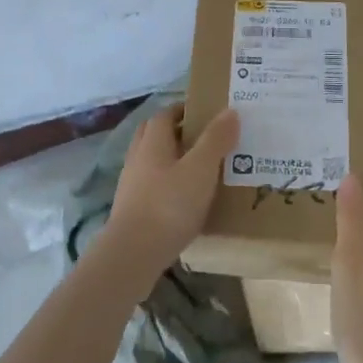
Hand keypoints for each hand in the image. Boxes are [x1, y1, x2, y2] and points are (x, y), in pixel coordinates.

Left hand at [101, 106, 239, 282]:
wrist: (133, 253)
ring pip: (153, 161)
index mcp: (153, 142)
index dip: (183, 109)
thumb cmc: (169, 205)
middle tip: (204, 138)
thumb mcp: (200, 169)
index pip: (165, 114)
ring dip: (172, 159)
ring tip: (200, 169)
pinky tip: (186, 199)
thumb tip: (230, 110)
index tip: (206, 113)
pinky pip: (152, 186)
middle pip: (154, 135)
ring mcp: (132, 185)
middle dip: (176, 132)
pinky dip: (168, 184)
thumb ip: (215, 140)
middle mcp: (138, 157)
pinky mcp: (133, 209)